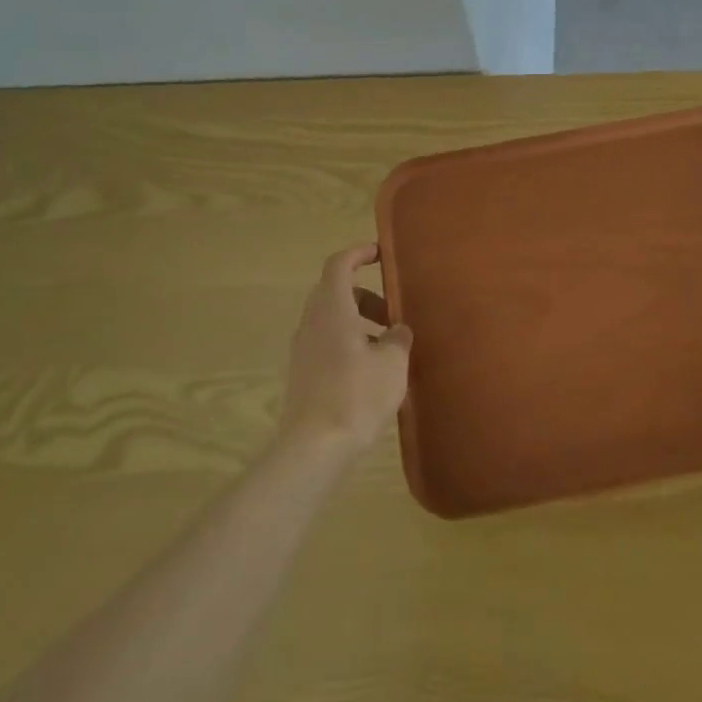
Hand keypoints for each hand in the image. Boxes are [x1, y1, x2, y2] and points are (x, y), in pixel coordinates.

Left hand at [276, 244, 412, 460]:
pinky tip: (370, 371)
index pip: (339, 265)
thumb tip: (397, 331)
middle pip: (335, 292)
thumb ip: (398, 338)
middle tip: (393, 313)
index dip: (359, 253)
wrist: (314, 448)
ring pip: (331, 320)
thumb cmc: (356, 395)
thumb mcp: (392, 363)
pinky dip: (348, 343)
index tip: (380, 254)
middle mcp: (312, 323)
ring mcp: (303, 350)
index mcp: (332, 309)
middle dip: (365, 296)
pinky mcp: (302, 375)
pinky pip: (327, 343)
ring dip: (359, 322)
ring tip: (388, 346)